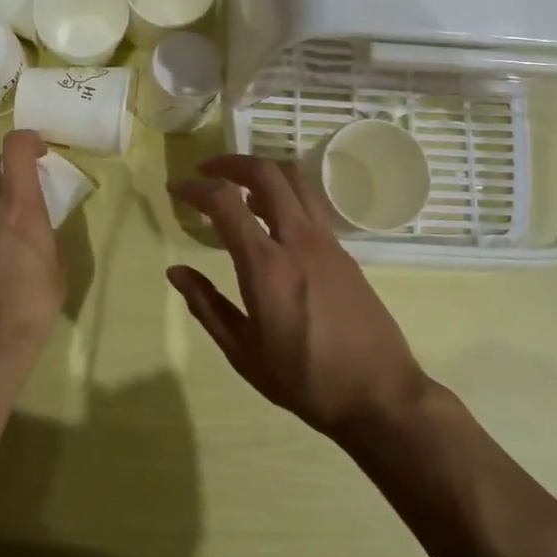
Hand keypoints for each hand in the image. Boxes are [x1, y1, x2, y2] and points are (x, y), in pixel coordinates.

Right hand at [169, 155, 431, 440]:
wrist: (380, 394)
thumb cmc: (305, 381)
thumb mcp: (244, 353)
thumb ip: (207, 306)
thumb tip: (176, 272)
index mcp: (266, 265)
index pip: (225, 202)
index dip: (197, 189)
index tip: (179, 189)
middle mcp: (298, 240)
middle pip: (266, 173)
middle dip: (231, 162)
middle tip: (208, 171)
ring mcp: (326, 241)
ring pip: (295, 180)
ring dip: (262, 172)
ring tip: (239, 190)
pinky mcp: (343, 250)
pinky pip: (309, 204)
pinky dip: (284, 194)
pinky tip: (271, 220)